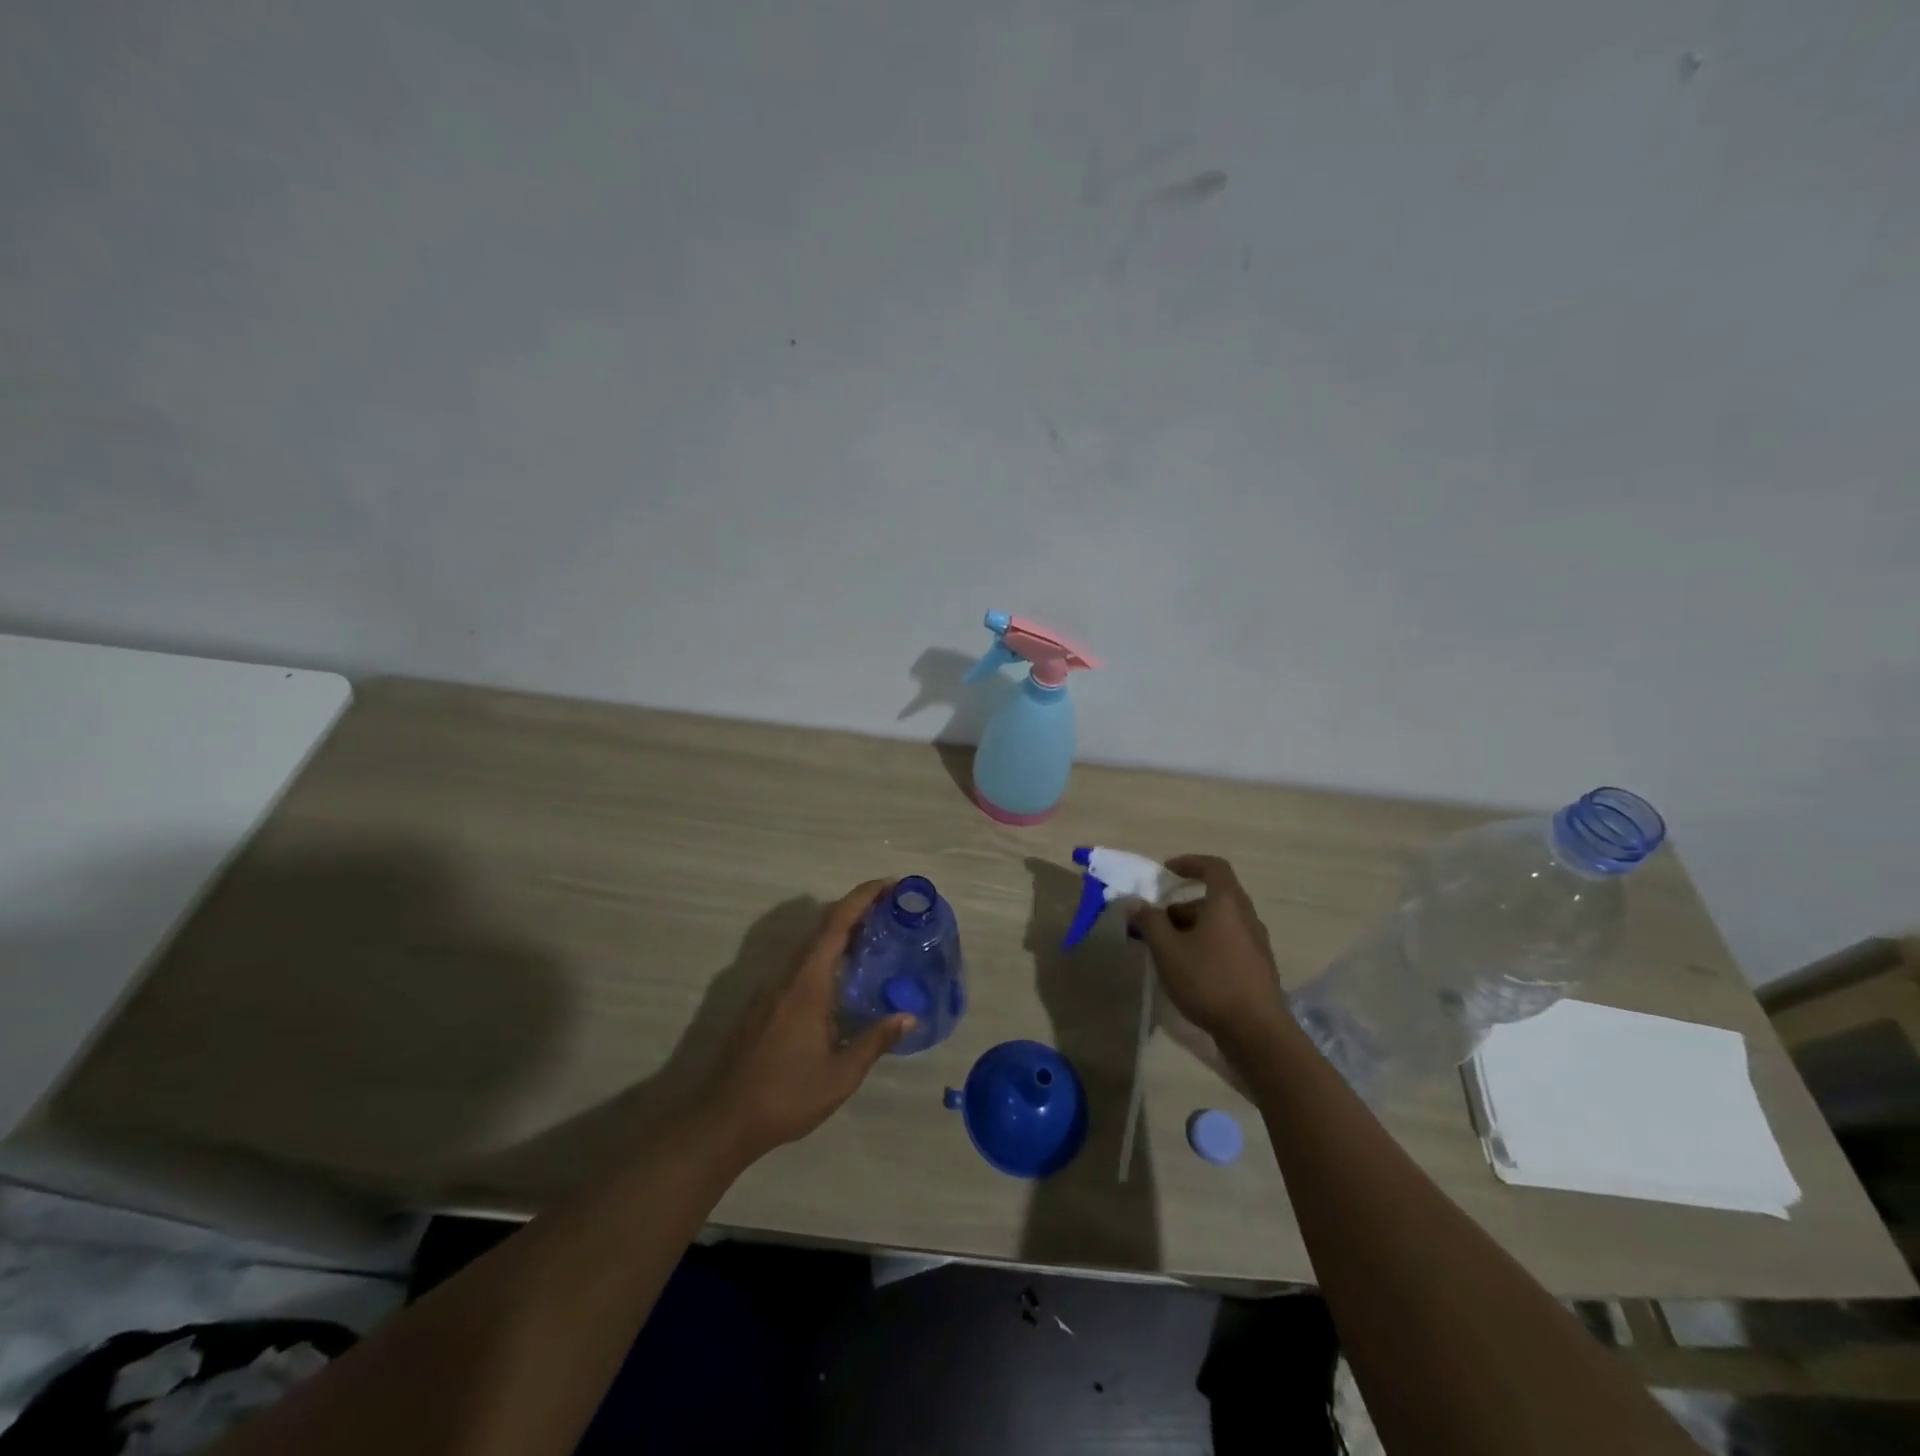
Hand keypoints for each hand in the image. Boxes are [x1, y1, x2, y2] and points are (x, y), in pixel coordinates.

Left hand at [701, 881, 912, 1163]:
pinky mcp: (763, 1007)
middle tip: (891, 910)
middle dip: (856, 911)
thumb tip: (909, 1016)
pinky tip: (842, 982)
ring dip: (840, 936)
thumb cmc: (785, 1097)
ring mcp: (770, 991)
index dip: (862, 898)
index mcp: (807, 985)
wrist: (722, 1121)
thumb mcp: (840, 1076)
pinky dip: (825, 959)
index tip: (889, 884)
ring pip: (810, 949)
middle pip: (823, 930)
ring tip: (874, 941)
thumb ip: (874, 1041)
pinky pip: (800, 968)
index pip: (835, 925)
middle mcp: (787, 978)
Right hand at [1130, 855, 1289, 1049]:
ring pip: (1220, 923)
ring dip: (1192, 928)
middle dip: (1182, 906)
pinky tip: (1189, 971)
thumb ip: (1150, 922)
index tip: (1167, 871)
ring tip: (1167, 951)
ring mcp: (1256, 945)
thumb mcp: (1168, 949)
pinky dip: (1206, 945)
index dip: (1190, 863)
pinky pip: (1228, 944)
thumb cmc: (1209, 980)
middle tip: (1157, 923)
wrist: (1257, 1032)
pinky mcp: (1258, 969)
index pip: (1213, 867)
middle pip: (1214, 898)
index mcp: (1227, 903)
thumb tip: (1136, 903)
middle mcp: (1247, 917)